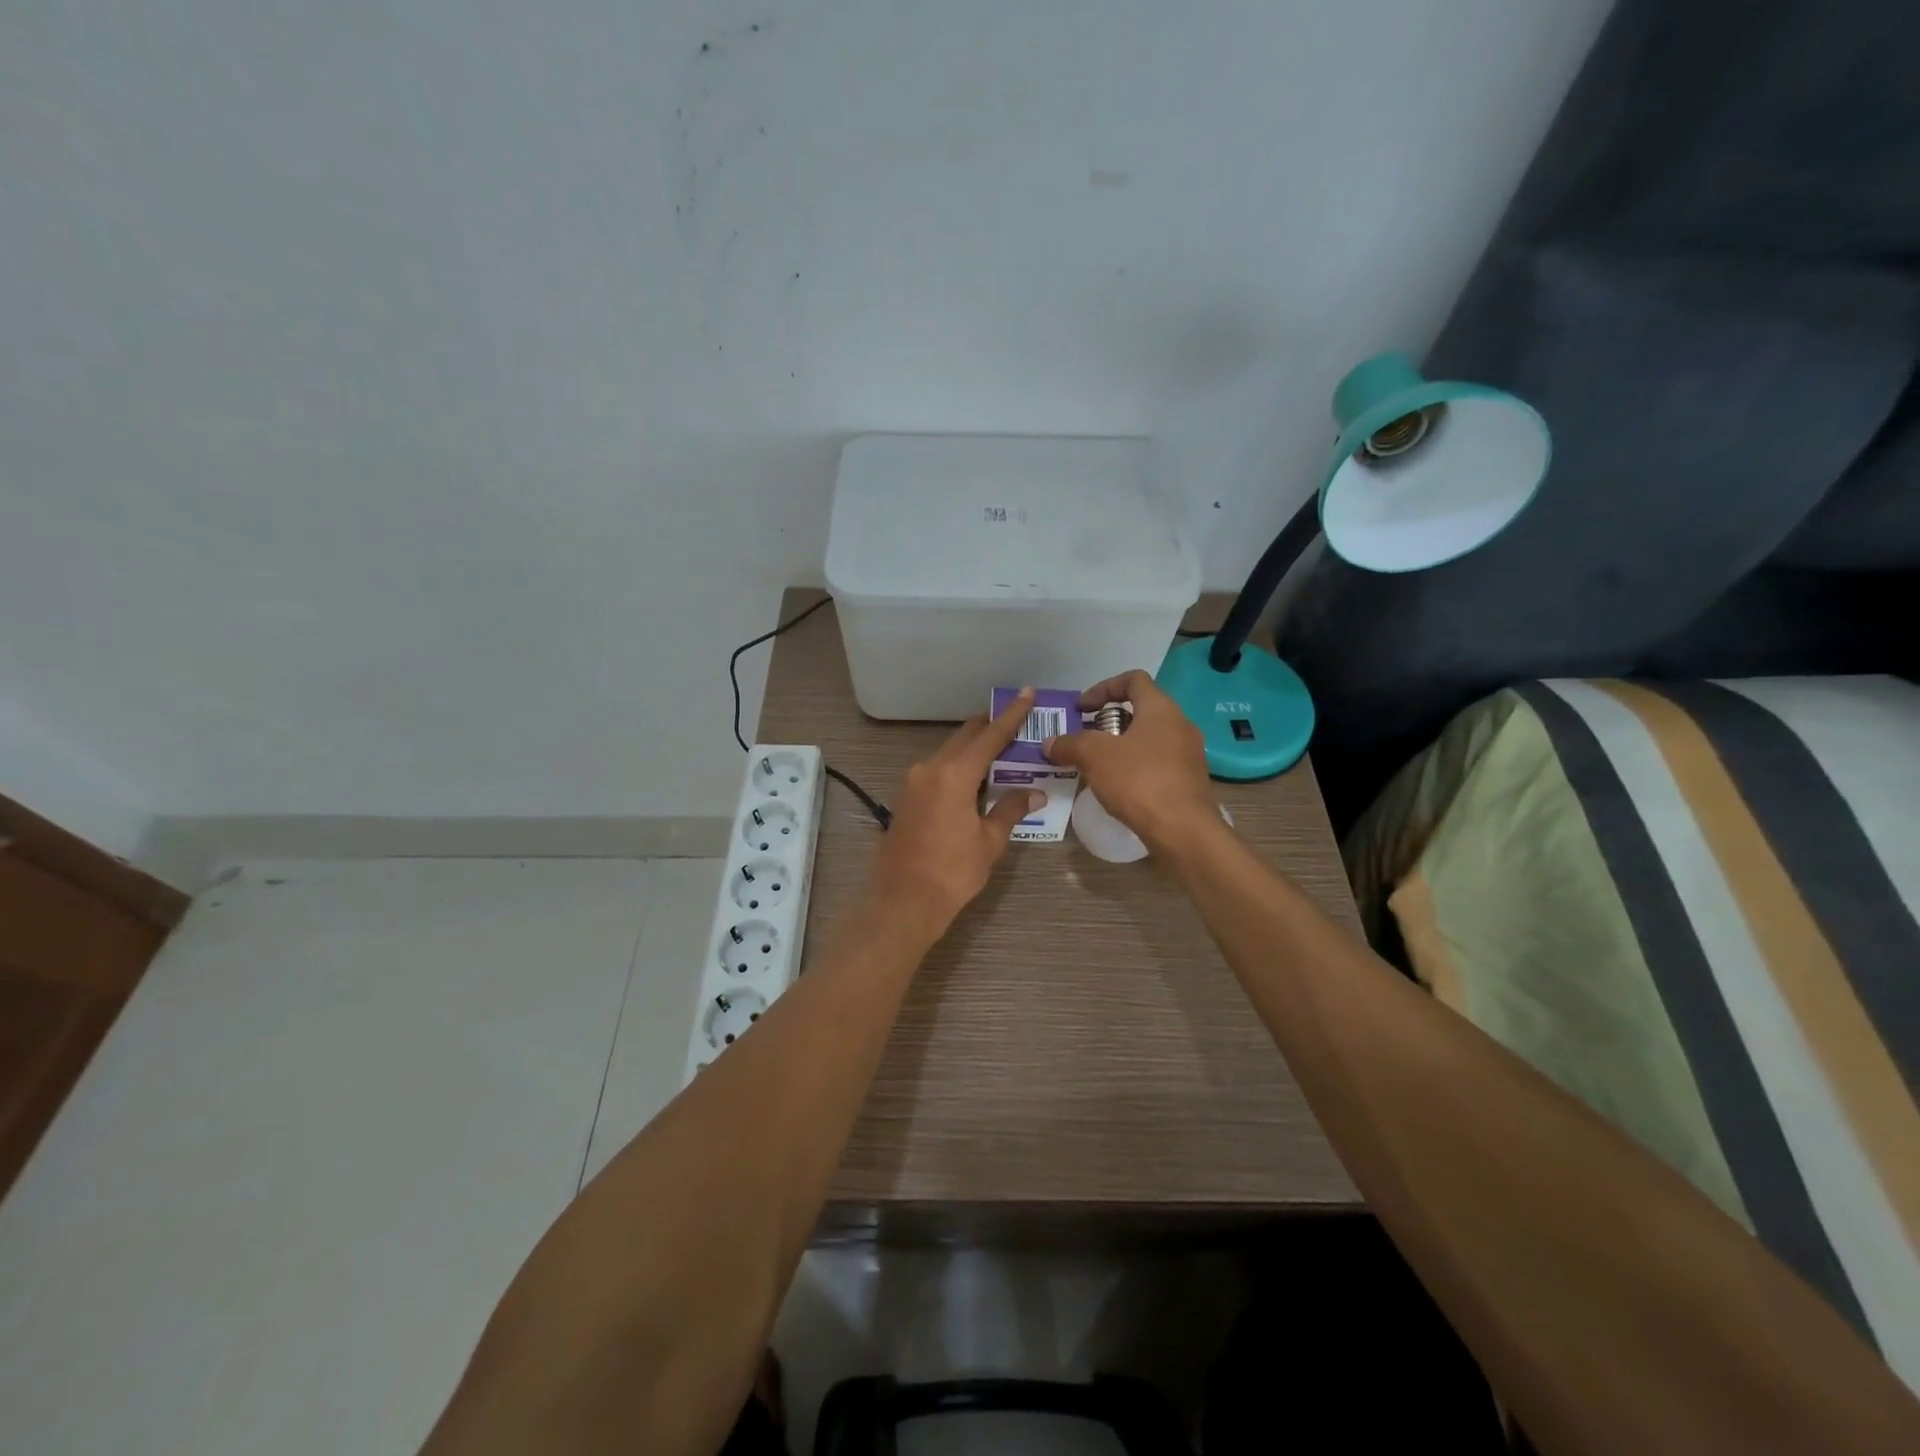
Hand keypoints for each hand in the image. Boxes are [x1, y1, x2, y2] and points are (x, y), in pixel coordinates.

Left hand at [867, 689, 1044, 937]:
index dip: (1011, 715)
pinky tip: (976, 780)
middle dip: (990, 728)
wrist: (903, 902)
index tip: (1026, 694)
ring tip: (1002, 752)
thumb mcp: (989, 841)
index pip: (989, 736)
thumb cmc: (952, 872)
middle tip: (1018, 723)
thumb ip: (1010, 810)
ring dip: (974, 750)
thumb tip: (1033, 793)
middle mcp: (930, 769)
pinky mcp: (906, 798)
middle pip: (965, 738)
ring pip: (949, 753)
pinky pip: (937, 771)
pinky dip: (959, 768)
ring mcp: (913, 782)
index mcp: (954, 774)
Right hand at [1043, 671, 1217, 854]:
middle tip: (1085, 740)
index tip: (1081, 709)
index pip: (1133, 680)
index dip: (1103, 688)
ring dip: (1120, 747)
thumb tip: (1050, 743)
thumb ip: (1069, 744)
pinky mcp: (1188, 781)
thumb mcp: (1094, 757)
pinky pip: (1156, 763)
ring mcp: (1188, 754)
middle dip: (1108, 722)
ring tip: (1096, 766)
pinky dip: (1134, 768)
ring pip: (1148, 739)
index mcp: (1161, 709)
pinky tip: (1117, 788)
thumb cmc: (1139, 781)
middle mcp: (1179, 725)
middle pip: (1140, 710)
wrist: (1183, 831)